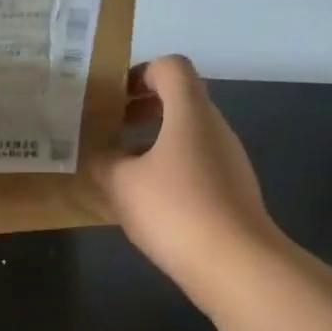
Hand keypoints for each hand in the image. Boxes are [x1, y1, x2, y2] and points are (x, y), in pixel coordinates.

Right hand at [89, 55, 285, 307]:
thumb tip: (97, 154)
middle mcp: (214, 128)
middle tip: (109, 131)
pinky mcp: (231, 190)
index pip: (170, 67)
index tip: (112, 99)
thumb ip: (103, 161)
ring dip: (152, 142)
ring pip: (187, 135)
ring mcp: (228, 160)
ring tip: (121, 170)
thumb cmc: (174, 210)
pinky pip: (195, 164)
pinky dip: (169, 169)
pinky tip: (147, 201)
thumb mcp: (121, 183)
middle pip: (180, 100)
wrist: (234, 263)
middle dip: (141, 110)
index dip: (139, 73)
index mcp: (190, 112)